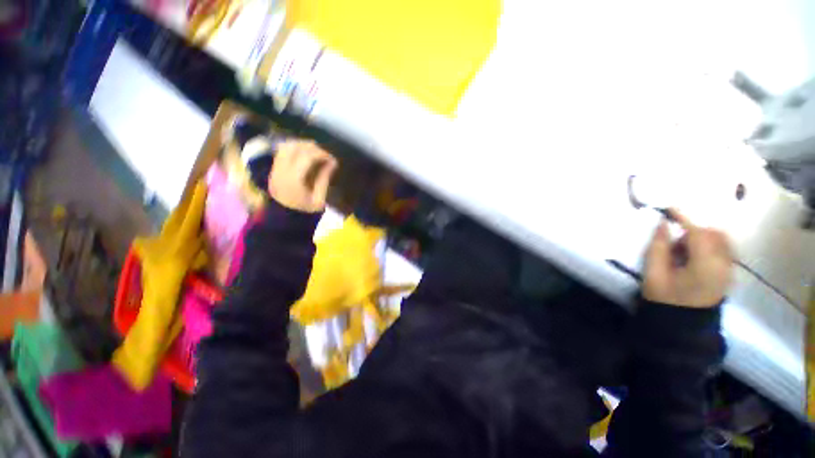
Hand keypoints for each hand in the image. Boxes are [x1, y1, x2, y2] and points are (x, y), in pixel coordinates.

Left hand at [268, 141, 337, 212]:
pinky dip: (293, 149)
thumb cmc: (304, 212)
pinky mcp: (273, 169)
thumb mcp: (319, 200)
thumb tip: (332, 162)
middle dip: (312, 147)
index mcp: (294, 180)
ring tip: (314, 152)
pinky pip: (281, 152)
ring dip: (301, 145)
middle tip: (324, 154)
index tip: (332, 159)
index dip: (322, 154)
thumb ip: (324, 179)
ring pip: (286, 146)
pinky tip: (304, 154)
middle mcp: (281, 171)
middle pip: (294, 147)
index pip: (307, 156)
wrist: (283, 221)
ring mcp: (275, 169)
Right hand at [643, 209, 732, 307]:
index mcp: (705, 265)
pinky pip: (723, 250)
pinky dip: (709, 246)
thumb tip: (663, 224)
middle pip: (714, 234)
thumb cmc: (665, 298)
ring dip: (702, 238)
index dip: (683, 219)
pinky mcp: (729, 273)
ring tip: (683, 252)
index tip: (669, 208)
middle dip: (693, 231)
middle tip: (674, 243)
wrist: (683, 324)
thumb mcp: (654, 272)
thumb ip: (658, 247)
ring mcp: (729, 270)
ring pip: (721, 240)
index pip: (698, 233)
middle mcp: (724, 264)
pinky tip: (693, 257)